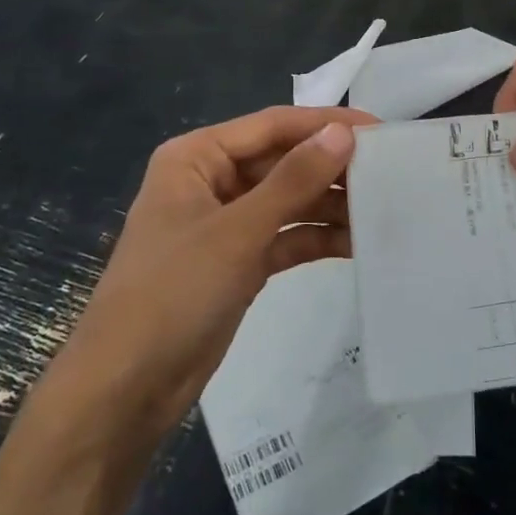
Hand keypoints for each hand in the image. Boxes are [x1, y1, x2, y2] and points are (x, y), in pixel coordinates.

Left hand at [46, 106, 376, 452]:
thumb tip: (344, 133)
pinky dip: (317, 238)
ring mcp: (226, 223)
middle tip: (391, 172)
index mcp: (197, 156)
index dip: (325, 124)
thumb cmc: (173, 293)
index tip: (381, 130)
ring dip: (329, 205)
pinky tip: (357, 242)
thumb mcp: (237, 231)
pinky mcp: (238, 261)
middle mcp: (212, 181)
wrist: (125, 390)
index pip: (272, 126)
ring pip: (288, 200)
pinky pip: (286, 236)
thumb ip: (294, 180)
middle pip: (283, 161)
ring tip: (384, 210)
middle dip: (331, 168)